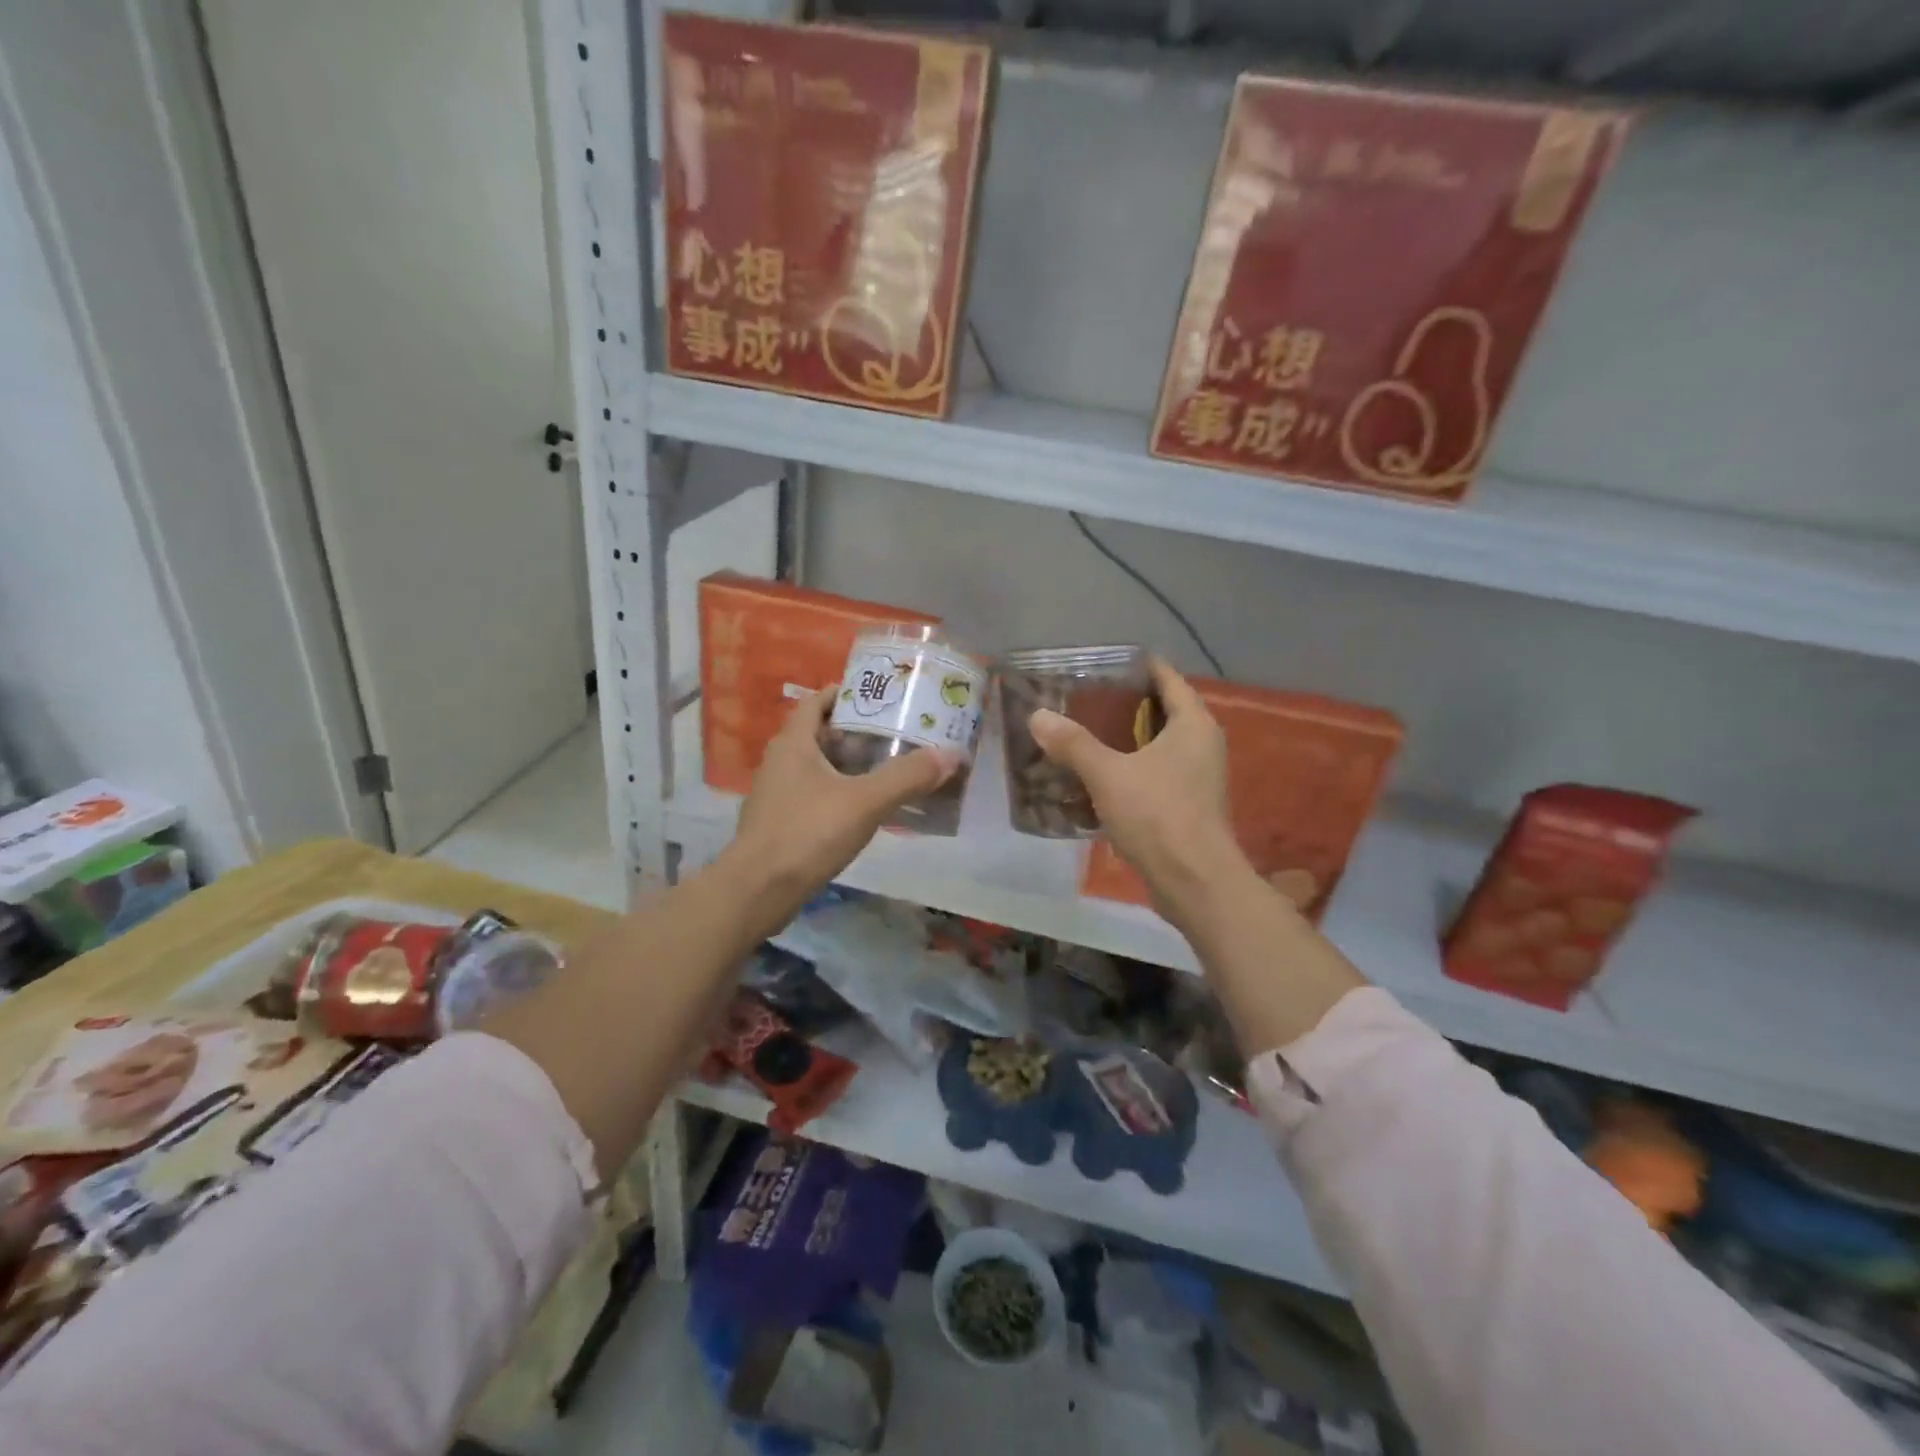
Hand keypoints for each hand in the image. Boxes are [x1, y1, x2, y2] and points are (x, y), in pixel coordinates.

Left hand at [727, 688, 955, 901]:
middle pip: (820, 735)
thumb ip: (907, 777)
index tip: (878, 697)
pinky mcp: (779, 823)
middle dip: (856, 733)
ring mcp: (776, 795)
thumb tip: (949, 754)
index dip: (844, 694)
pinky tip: (864, 809)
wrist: (758, 891)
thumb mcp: (865, 801)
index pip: (816, 702)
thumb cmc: (807, 833)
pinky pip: (814, 796)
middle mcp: (780, 762)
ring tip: (888, 769)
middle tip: (895, 734)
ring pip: (817, 768)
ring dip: (848, 766)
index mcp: (793, 743)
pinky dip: (839, 794)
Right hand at [1028, 659, 1245, 920]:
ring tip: (1084, 733)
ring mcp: (1198, 777)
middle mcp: (1202, 744)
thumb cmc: (1157, 815)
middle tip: (1084, 698)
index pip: (1168, 679)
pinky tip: (1098, 777)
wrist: (1194, 882)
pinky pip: (1156, 774)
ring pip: (1158, 746)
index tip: (1106, 662)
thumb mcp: (1108, 774)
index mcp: (1193, 724)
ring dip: (1126, 740)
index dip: (1140, 666)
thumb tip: (1038, 716)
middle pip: (1162, 711)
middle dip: (1125, 705)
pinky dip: (1130, 769)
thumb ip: (1073, 743)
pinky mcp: (1189, 806)